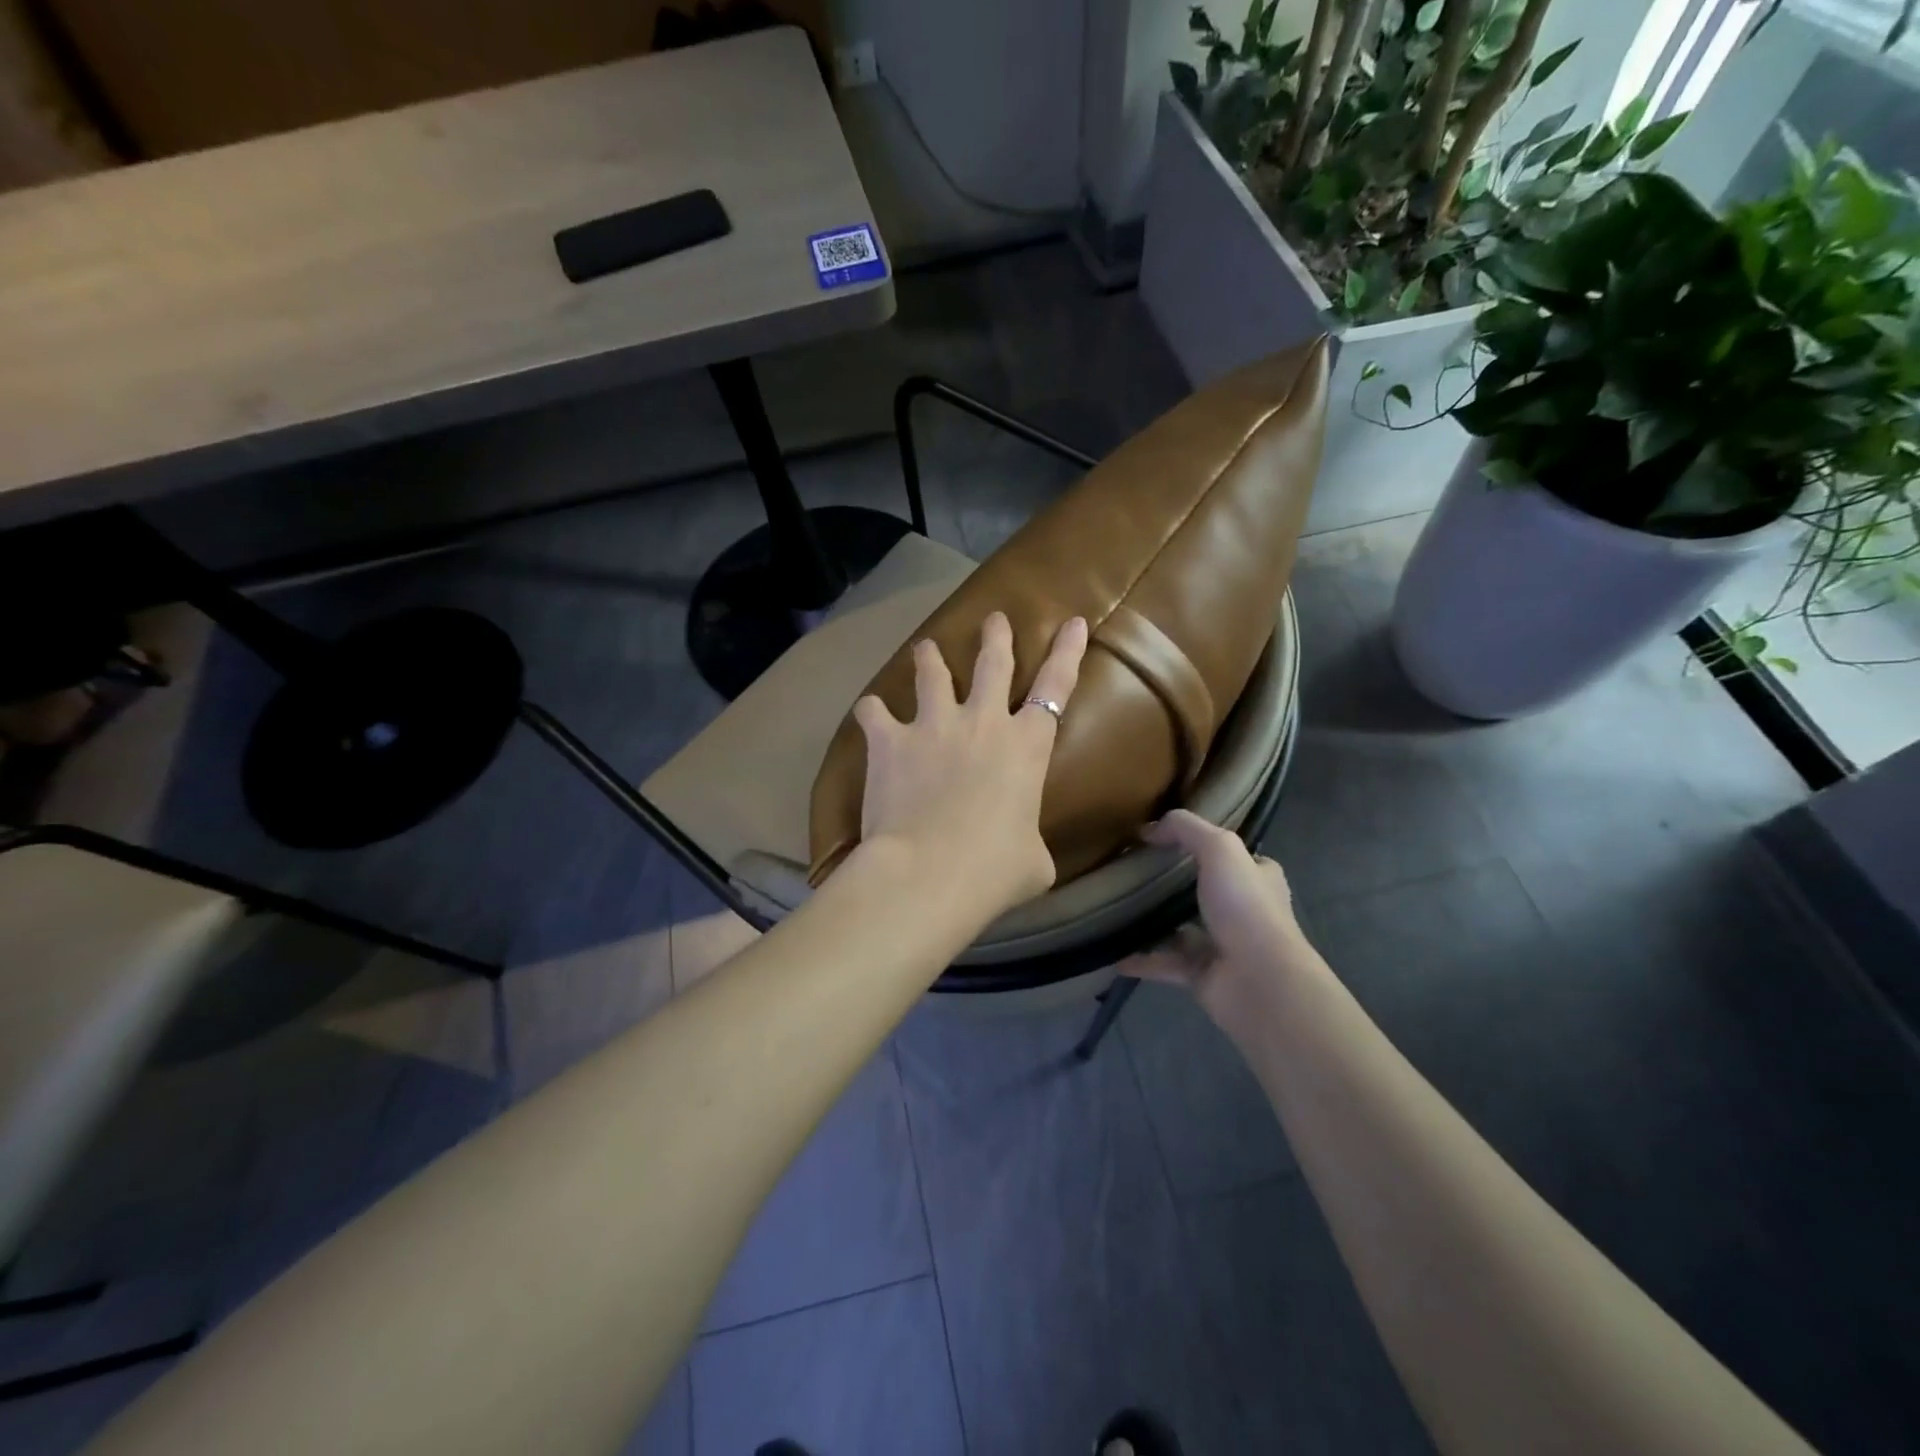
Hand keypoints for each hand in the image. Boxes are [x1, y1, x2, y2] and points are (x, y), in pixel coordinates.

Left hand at [851, 612, 1088, 919]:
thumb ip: (1030, 842)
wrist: (929, 871)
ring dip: (930, 657)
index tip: (1073, 622)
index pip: (1056, 687)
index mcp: (1027, 747)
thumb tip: (1024, 854)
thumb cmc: (994, 870)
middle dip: (996, 637)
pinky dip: (872, 711)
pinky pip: (874, 712)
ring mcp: (934, 725)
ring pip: (933, 674)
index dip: (1067, 652)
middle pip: (993, 663)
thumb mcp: (1034, 862)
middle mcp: (983, 722)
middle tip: (994, 619)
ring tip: (925, 647)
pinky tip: (869, 711)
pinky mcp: (891, 740)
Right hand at [1119, 809, 1308, 1017]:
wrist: (1259, 981)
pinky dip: (1140, 959)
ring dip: (1154, 923)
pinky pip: (1164, 964)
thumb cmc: (1245, 907)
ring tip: (1117, 909)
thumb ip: (1186, 829)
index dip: (1208, 847)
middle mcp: (1245, 912)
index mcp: (1259, 880)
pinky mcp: (1203, 975)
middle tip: (1135, 872)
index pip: (1236, 858)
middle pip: (1205, 893)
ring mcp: (1223, 946)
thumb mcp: (1220, 848)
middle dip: (1173, 886)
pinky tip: (1114, 952)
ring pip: (1181, 930)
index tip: (1169, 841)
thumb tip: (1148, 829)